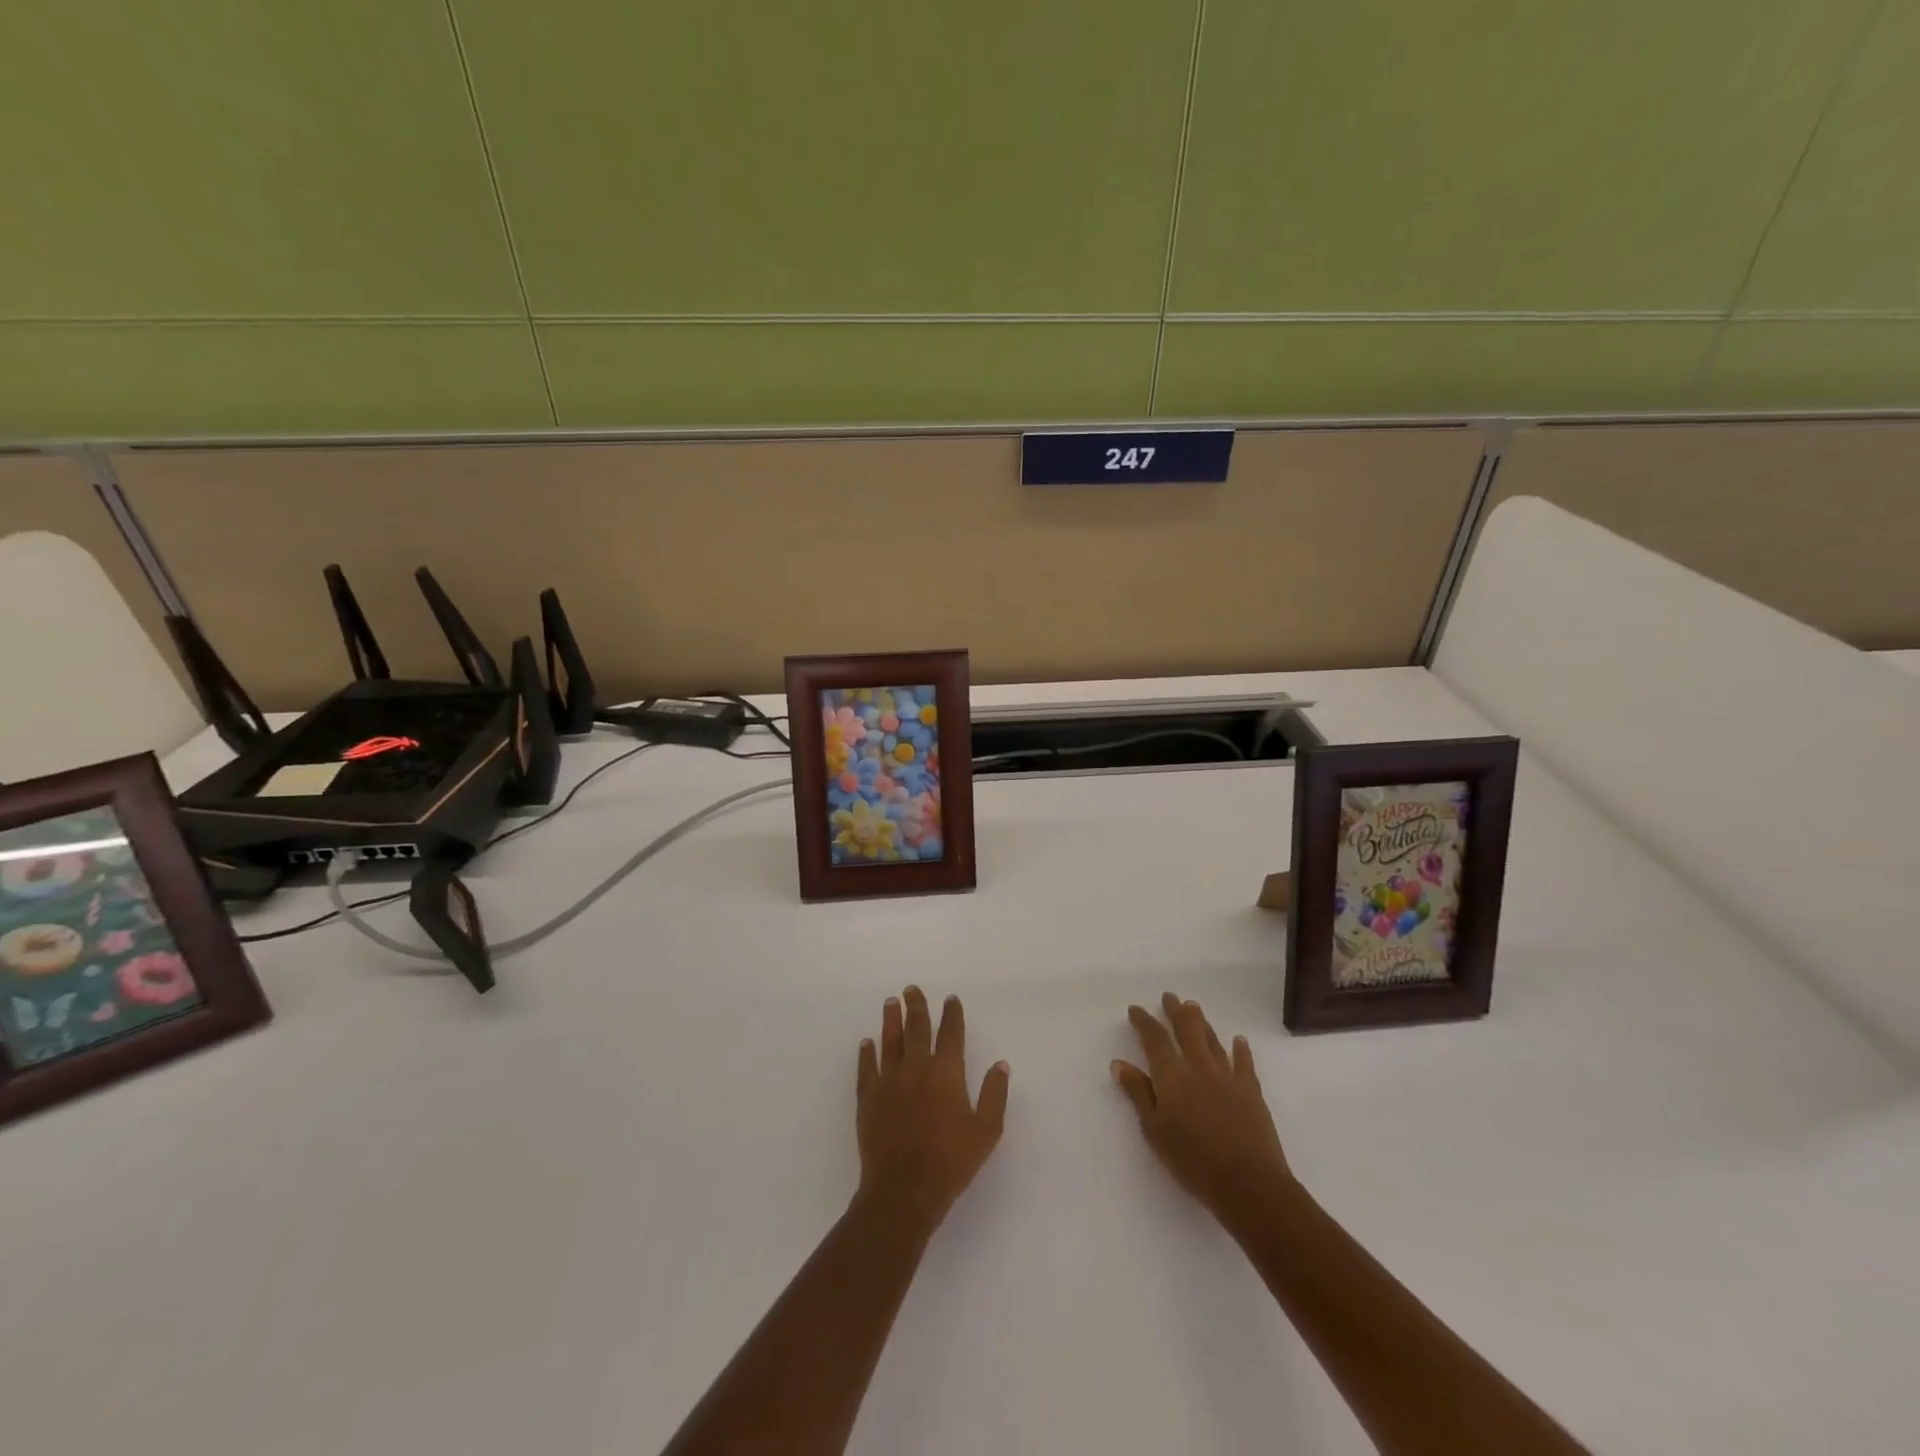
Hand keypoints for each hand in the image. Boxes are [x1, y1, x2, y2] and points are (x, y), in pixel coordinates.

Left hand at [856, 986, 1009, 1233]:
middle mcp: (917, 1067)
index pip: (951, 1033)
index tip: (950, 999)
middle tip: (912, 989)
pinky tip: (866, 1043)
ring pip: (890, 1041)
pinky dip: (866, 1053)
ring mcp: (889, 1081)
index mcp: (946, 1072)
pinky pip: (866, 1068)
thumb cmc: (951, 1162)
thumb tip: (1000, 1064)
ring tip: (891, 1002)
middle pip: (916, 1028)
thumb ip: (994, 1094)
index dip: (952, 1014)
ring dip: (891, 1020)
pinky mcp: (868, 1098)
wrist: (903, 1190)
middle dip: (917, 1006)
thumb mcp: (986, 1131)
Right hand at [1113, 993, 1291, 1228]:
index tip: (1135, 1010)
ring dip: (1201, 1021)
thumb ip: (1138, 1094)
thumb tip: (1119, 1063)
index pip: (1154, 1038)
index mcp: (1171, 1075)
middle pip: (1186, 1028)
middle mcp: (1198, 1065)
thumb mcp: (1154, 1131)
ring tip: (1193, 1006)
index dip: (1144, 1021)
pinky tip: (1239, 1040)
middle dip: (1175, 1010)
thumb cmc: (1192, 1160)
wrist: (1248, 1182)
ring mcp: (1227, 1075)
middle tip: (1169, 997)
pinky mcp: (1251, 1089)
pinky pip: (1244, 1062)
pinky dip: (1240, 1049)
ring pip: (1212, 1039)